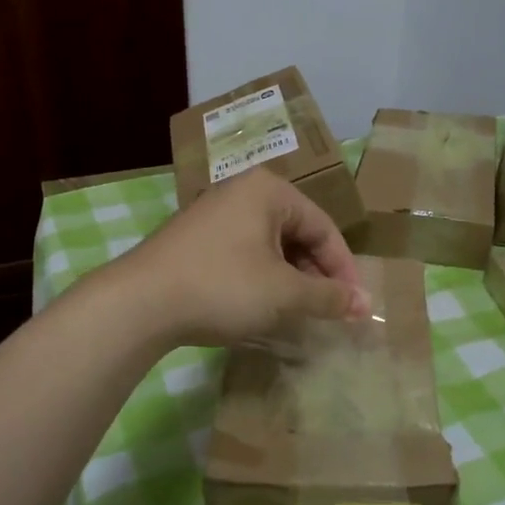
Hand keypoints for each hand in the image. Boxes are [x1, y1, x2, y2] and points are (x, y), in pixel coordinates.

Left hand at [109, 168, 369, 347]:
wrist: (139, 303)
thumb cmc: (222, 287)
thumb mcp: (284, 294)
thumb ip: (328, 297)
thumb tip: (365, 306)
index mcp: (268, 190)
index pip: (323, 228)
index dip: (344, 270)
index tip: (355, 307)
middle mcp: (241, 192)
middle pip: (296, 234)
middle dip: (316, 276)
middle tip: (328, 312)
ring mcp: (213, 214)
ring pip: (269, 246)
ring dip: (290, 280)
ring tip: (299, 314)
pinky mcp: (194, 239)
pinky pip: (243, 254)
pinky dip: (261, 279)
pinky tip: (262, 307)